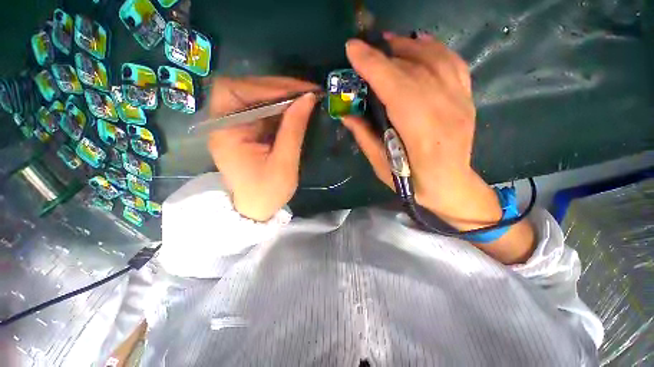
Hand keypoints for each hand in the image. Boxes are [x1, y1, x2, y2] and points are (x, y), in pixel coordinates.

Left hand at [206, 77, 317, 221]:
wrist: (257, 209)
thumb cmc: (267, 192)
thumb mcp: (284, 164)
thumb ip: (294, 129)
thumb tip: (308, 98)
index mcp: (225, 132)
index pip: (234, 91)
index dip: (265, 86)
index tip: (298, 91)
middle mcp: (225, 123)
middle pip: (245, 90)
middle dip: (277, 88)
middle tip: (307, 91)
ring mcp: (237, 126)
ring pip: (256, 98)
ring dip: (282, 95)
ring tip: (307, 98)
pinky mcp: (248, 130)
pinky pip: (264, 110)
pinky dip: (282, 107)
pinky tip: (298, 109)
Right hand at [344, 34, 534, 262]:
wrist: (450, 185)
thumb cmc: (412, 182)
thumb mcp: (381, 165)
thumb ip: (364, 137)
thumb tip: (346, 114)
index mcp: (420, 133)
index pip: (395, 88)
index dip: (373, 66)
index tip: (352, 49)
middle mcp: (444, 111)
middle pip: (412, 70)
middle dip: (384, 55)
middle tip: (364, 48)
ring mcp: (460, 102)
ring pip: (435, 60)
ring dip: (408, 46)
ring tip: (389, 43)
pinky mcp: (467, 99)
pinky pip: (453, 64)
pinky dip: (435, 49)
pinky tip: (420, 43)